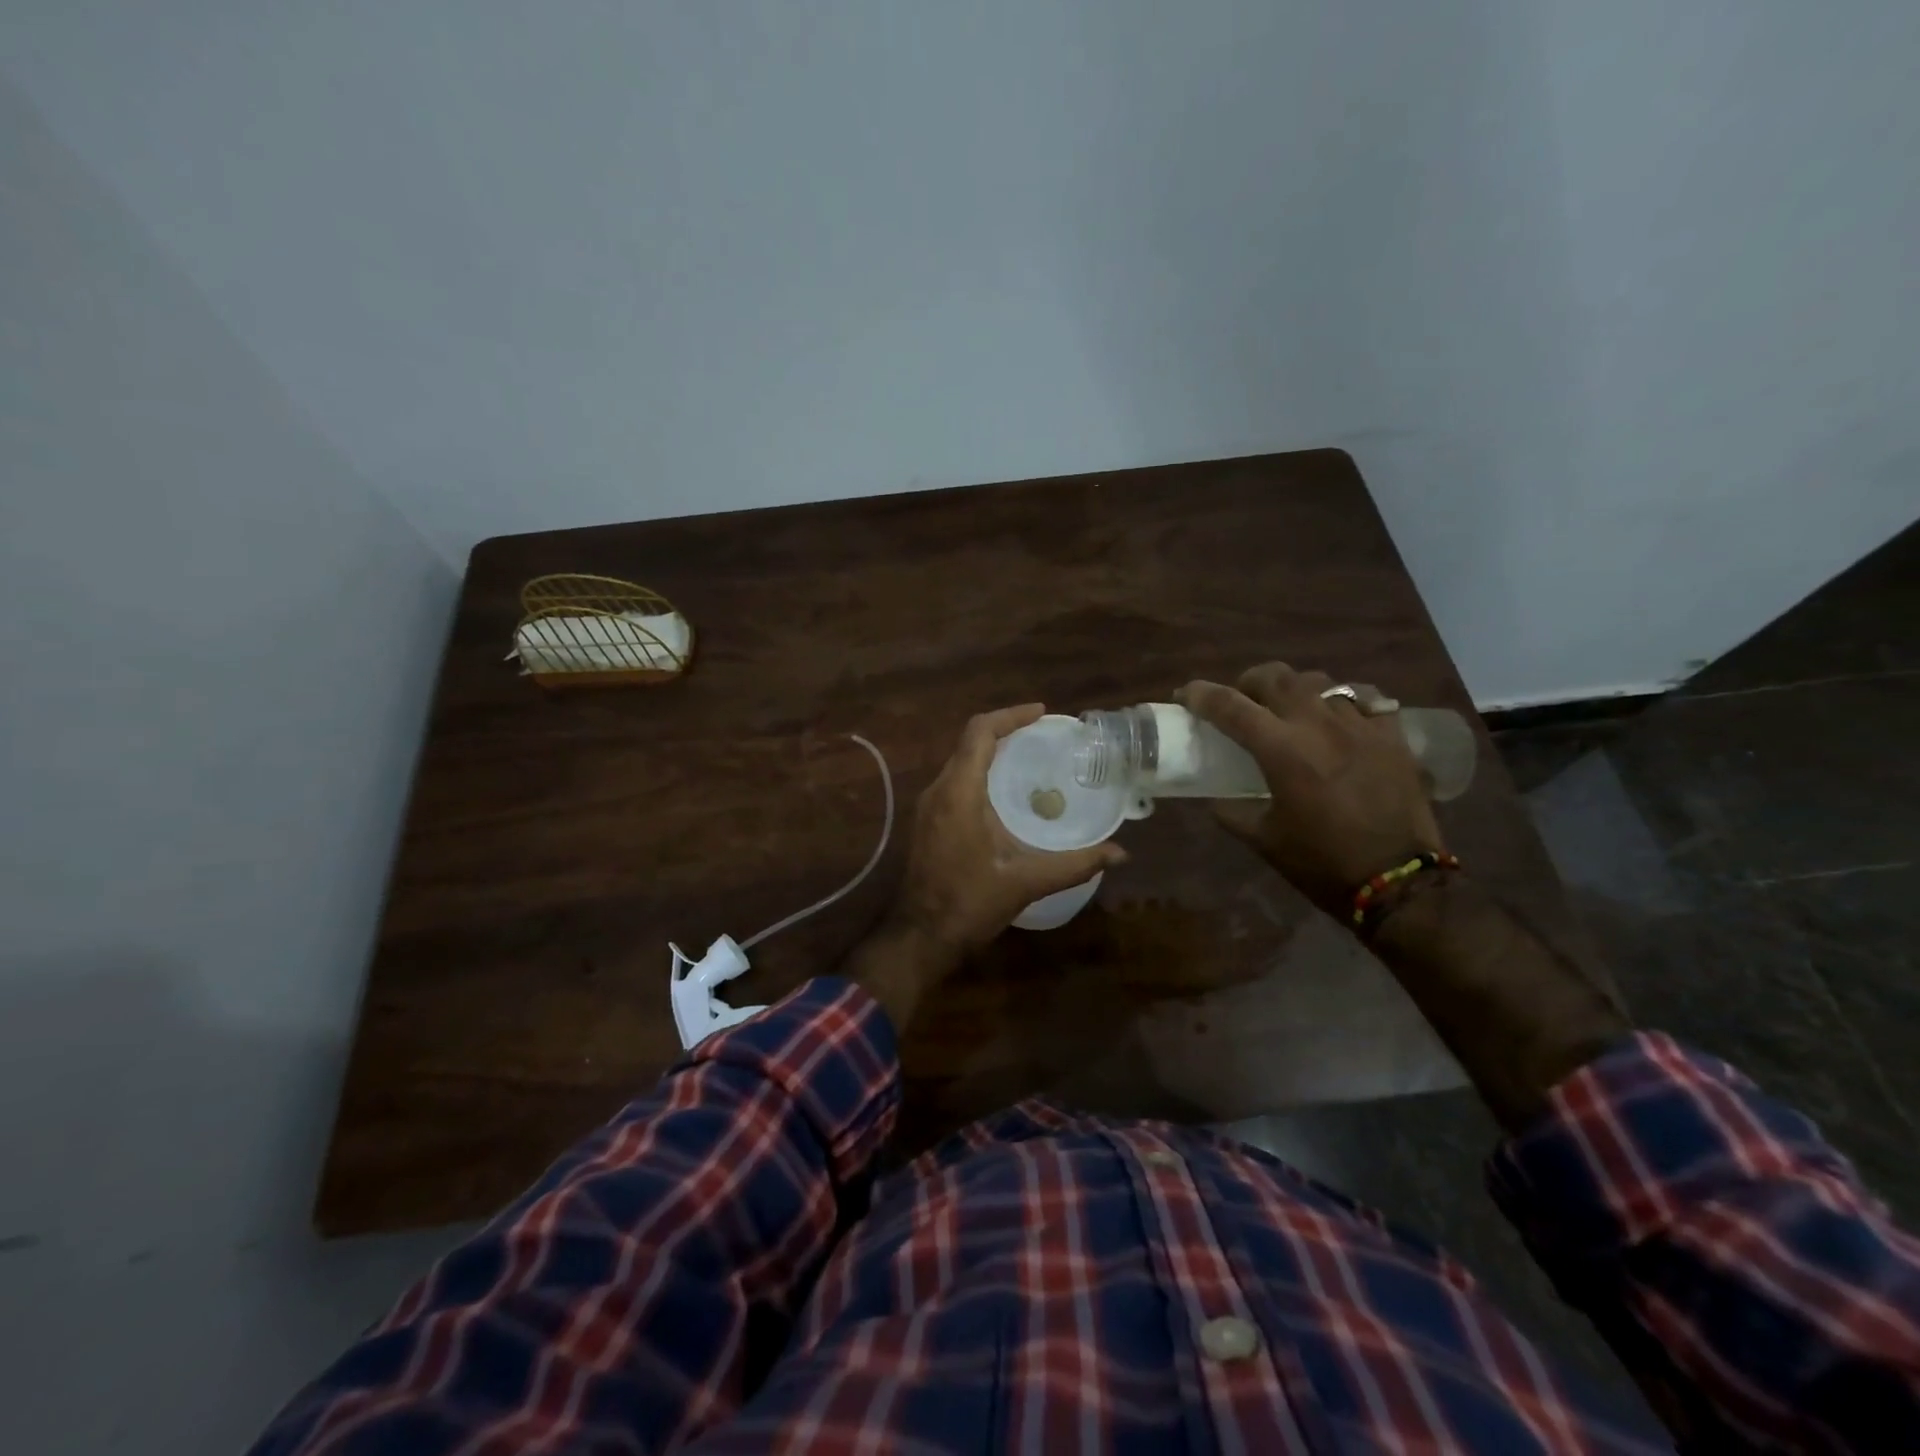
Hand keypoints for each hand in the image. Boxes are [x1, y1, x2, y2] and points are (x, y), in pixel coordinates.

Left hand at [891, 703, 1127, 959]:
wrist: (920, 936)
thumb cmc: (970, 904)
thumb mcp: (1026, 881)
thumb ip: (1074, 864)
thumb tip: (1119, 853)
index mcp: (959, 793)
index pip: (980, 732)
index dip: (1011, 716)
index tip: (1042, 714)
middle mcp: (938, 790)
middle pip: (969, 741)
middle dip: (1005, 730)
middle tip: (1043, 736)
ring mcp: (928, 806)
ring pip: (960, 761)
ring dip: (991, 752)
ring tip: (1029, 757)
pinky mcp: (927, 821)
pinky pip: (954, 781)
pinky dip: (980, 772)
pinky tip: (1005, 793)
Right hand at [1177, 664, 1443, 917]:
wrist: (1398, 883)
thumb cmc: (1322, 863)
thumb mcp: (1263, 840)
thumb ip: (1232, 812)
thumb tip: (1217, 799)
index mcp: (1281, 750)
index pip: (1229, 706)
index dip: (1201, 695)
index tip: (1185, 695)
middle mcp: (1318, 725)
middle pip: (1275, 677)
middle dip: (1248, 682)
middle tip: (1242, 701)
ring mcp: (1360, 725)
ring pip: (1318, 681)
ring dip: (1293, 689)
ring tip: (1290, 708)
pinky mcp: (1392, 735)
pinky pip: (1364, 698)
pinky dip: (1342, 700)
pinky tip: (1338, 717)